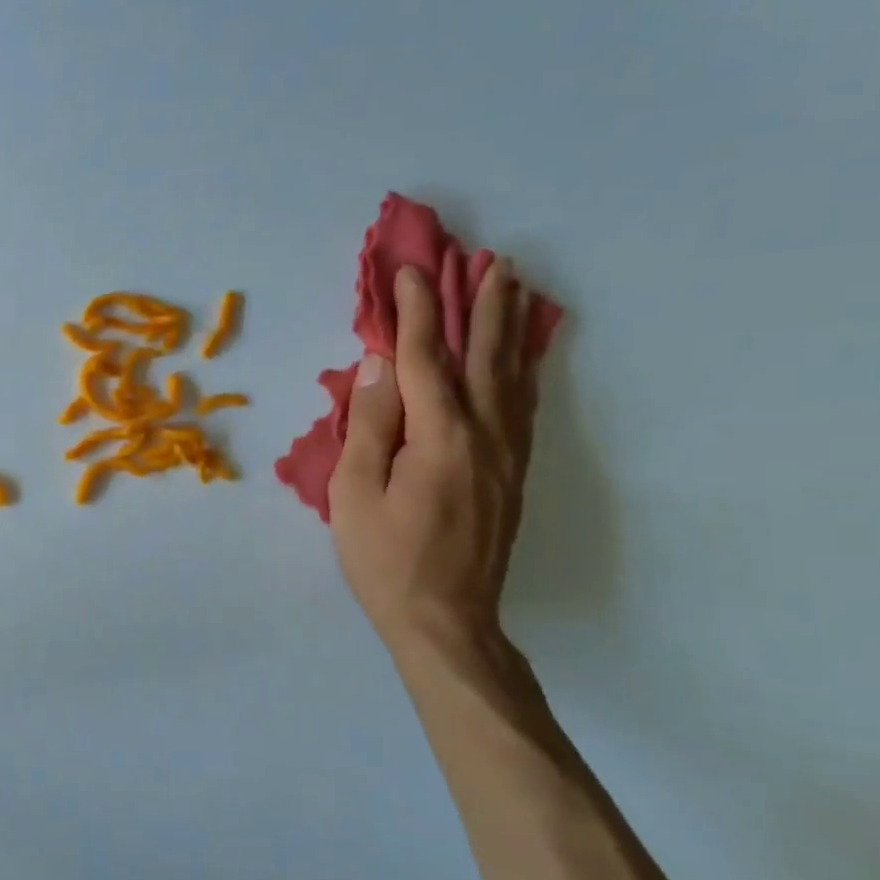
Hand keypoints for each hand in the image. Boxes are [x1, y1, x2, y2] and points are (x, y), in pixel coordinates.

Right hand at [328, 261, 539, 657]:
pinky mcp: (512, 475)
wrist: (444, 620)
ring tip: (512, 288)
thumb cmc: (385, 558)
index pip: (427, 357)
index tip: (411, 270)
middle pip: (483, 355)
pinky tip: (523, 357)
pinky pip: (523, 407)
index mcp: (440, 436)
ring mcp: (505, 455)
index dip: (416, 311)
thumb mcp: (355, 493)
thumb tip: (380, 364)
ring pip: (511, 376)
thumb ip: (370, 424)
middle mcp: (484, 435)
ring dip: (509, 327)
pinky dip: (524, 370)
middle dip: (481, 304)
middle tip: (487, 259)